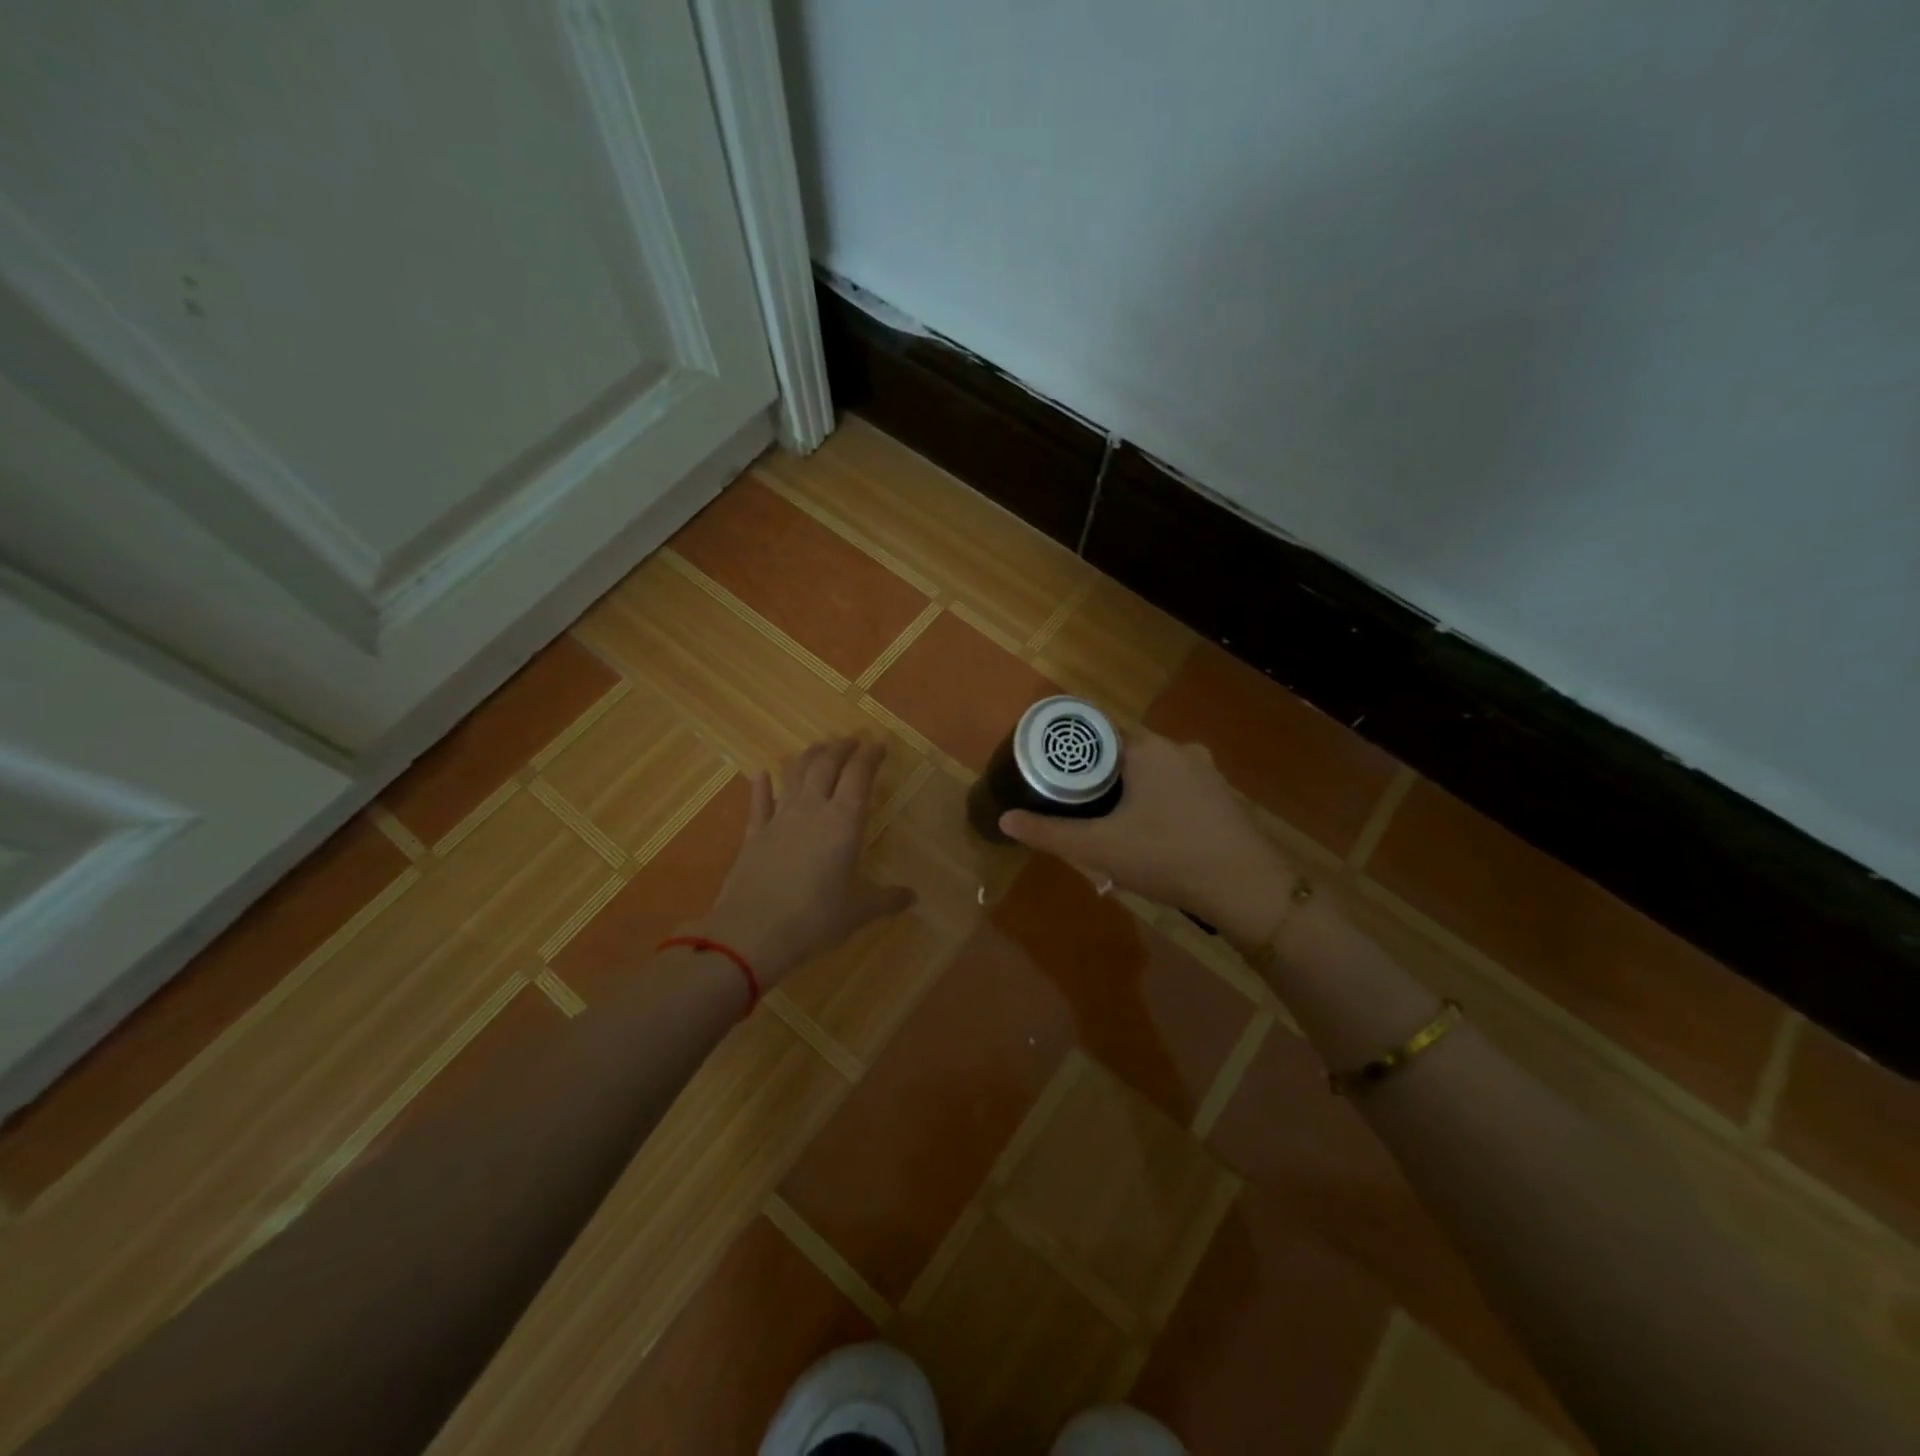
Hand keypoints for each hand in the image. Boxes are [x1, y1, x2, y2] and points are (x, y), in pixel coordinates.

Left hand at [692, 737, 915, 987]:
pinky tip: (760, 774)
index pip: (859, 775)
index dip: (870, 756)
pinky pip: (759, 803)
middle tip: (852, 740)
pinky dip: (761, 786)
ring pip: (795, 775)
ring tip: (819, 748)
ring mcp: (779, 819)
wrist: (752, 933)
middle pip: (827, 765)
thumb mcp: (858, 912)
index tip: (880, 744)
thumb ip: (886, 900)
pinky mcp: (753, 834)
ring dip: (809, 757)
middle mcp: (812, 809)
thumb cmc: (814, 919)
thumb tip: (913, 897)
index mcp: (844, 822)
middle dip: (841, 748)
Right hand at [998, 730, 1294, 945]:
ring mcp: (1207, 773)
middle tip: (1082, 814)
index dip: (1072, 758)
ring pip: (1155, 776)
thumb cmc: (1166, 856)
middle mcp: (1178, 750)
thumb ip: (1049, 833)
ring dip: (1134, 797)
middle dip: (1103, 784)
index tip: (1053, 779)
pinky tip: (1156, 841)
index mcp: (1147, 750)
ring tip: (1116, 832)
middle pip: (1125, 758)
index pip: (1097, 737)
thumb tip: (1004, 820)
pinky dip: (1162, 808)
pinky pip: (1180, 793)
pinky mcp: (1224, 797)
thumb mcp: (1099, 848)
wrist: (1246, 888)